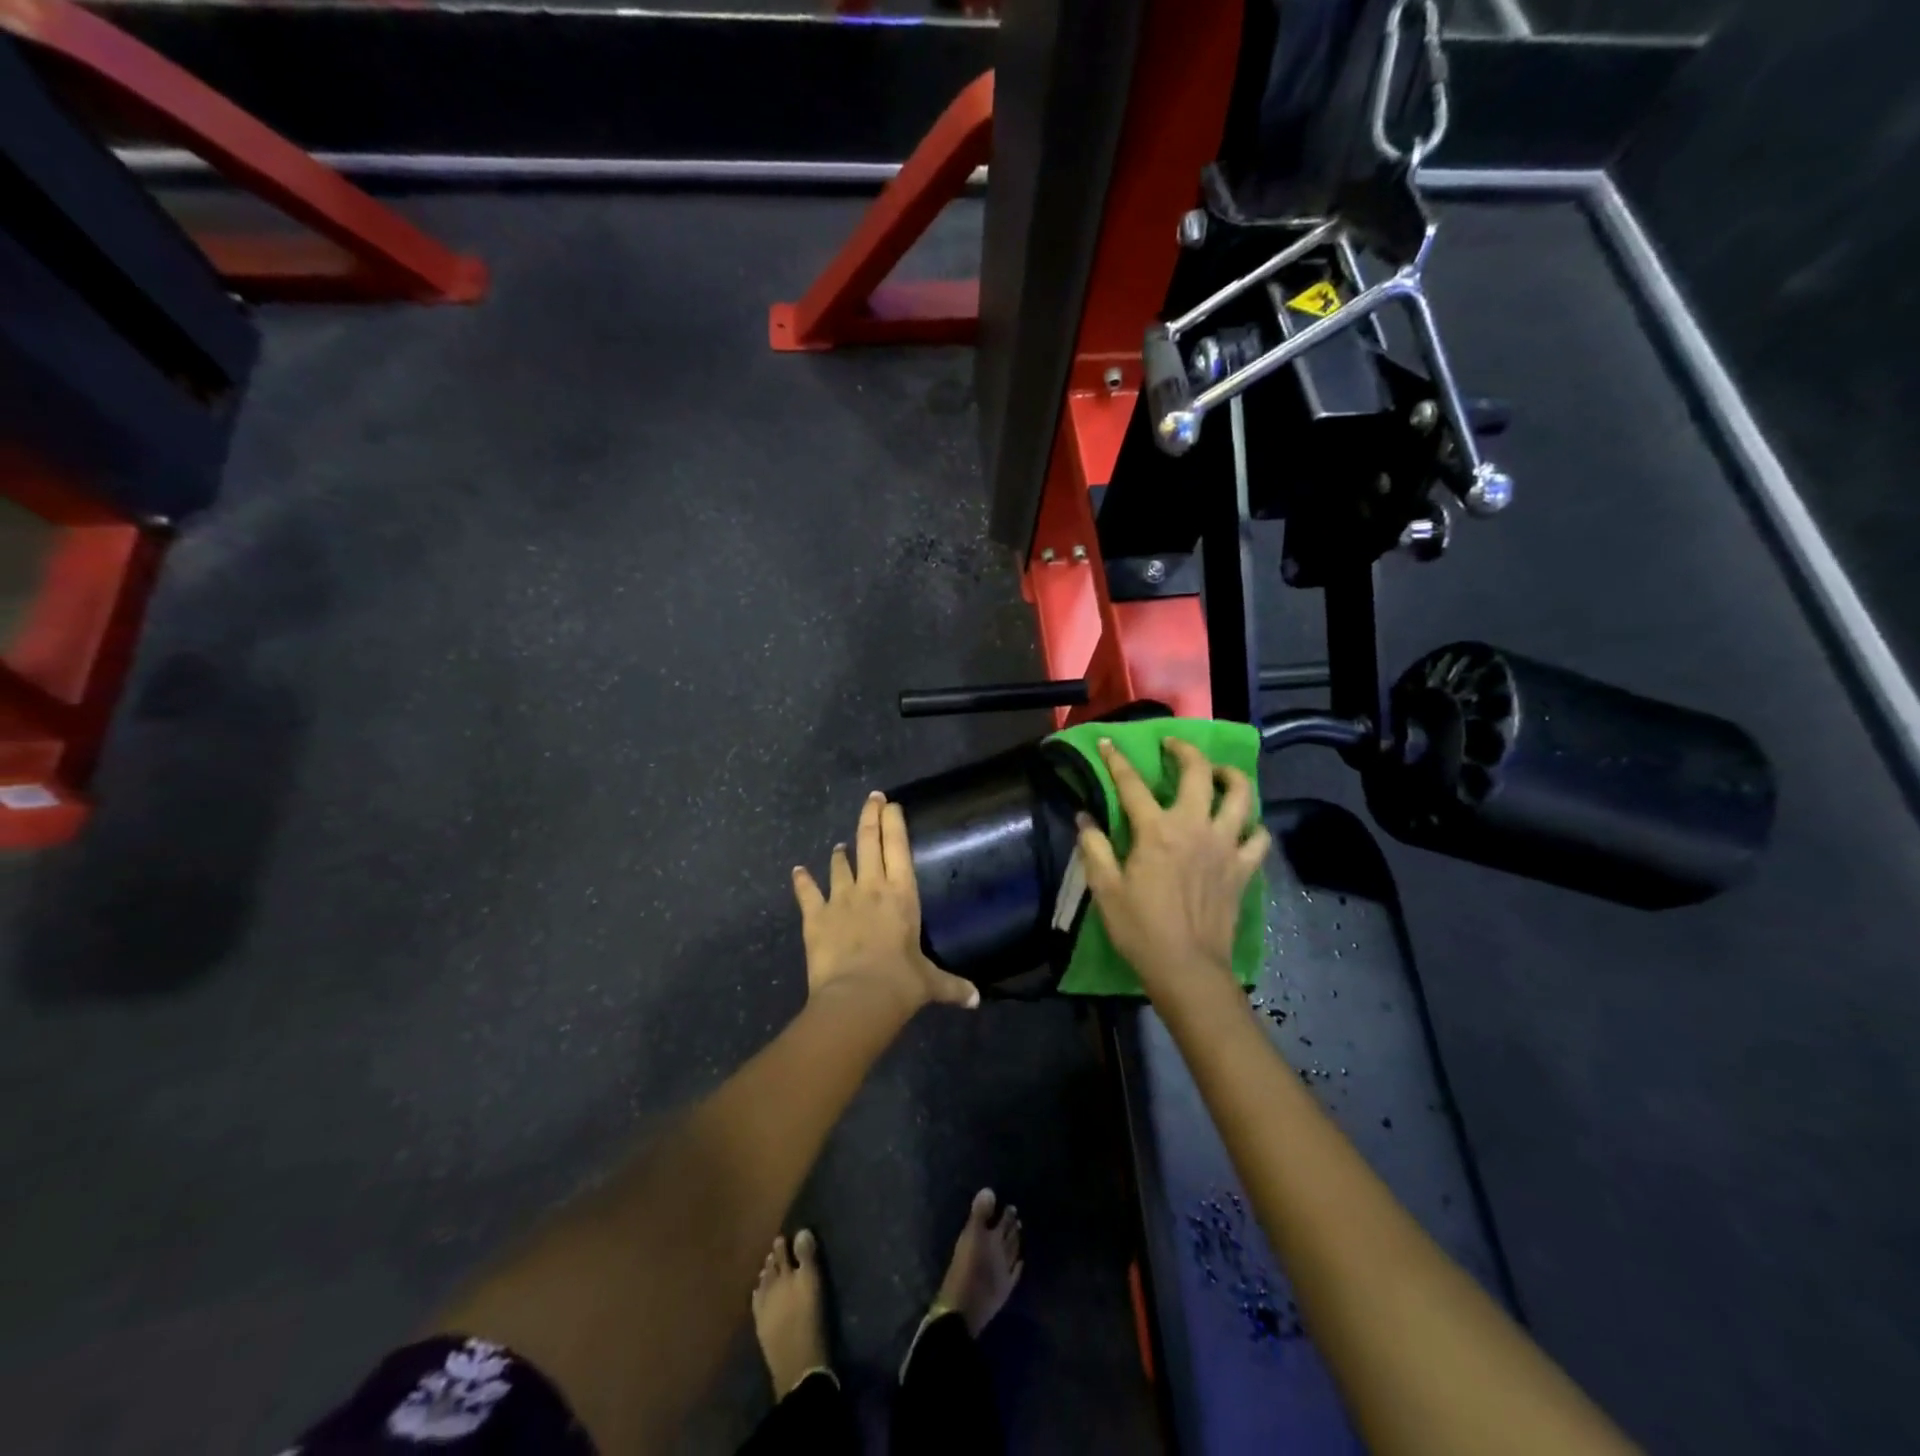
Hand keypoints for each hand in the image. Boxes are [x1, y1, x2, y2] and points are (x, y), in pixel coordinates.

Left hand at [793, 792, 980, 1018]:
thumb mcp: (931, 983)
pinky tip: (798, 871)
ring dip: (841, 853)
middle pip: (869, 842)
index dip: (894, 821)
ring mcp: (840, 899)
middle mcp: (871, 887)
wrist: (857, 998)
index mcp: (902, 894)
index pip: (898, 846)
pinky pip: (807, 892)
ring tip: (841, 846)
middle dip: (870, 816)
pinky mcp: (815, 917)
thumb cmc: (901, 984)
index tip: (891, 803)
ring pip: (840, 865)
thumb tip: (976, 1000)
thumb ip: (953, 986)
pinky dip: (802, 881)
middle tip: (872, 799)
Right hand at [1076, 738, 1270, 1006]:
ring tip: (1217, 774)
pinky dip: (1253, 825)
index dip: (1117, 760)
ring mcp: (1226, 845)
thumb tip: (1085, 816)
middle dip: (1185, 750)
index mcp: (1156, 831)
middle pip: (1198, 772)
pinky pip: (1259, 836)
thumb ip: (1094, 847)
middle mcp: (1195, 827)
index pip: (1132, 784)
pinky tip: (1242, 824)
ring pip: (1240, 795)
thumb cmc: (1140, 929)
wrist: (1187, 969)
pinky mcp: (1244, 867)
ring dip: (1229, 776)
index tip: (1108, 742)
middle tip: (1173, 746)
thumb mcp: (1105, 889)